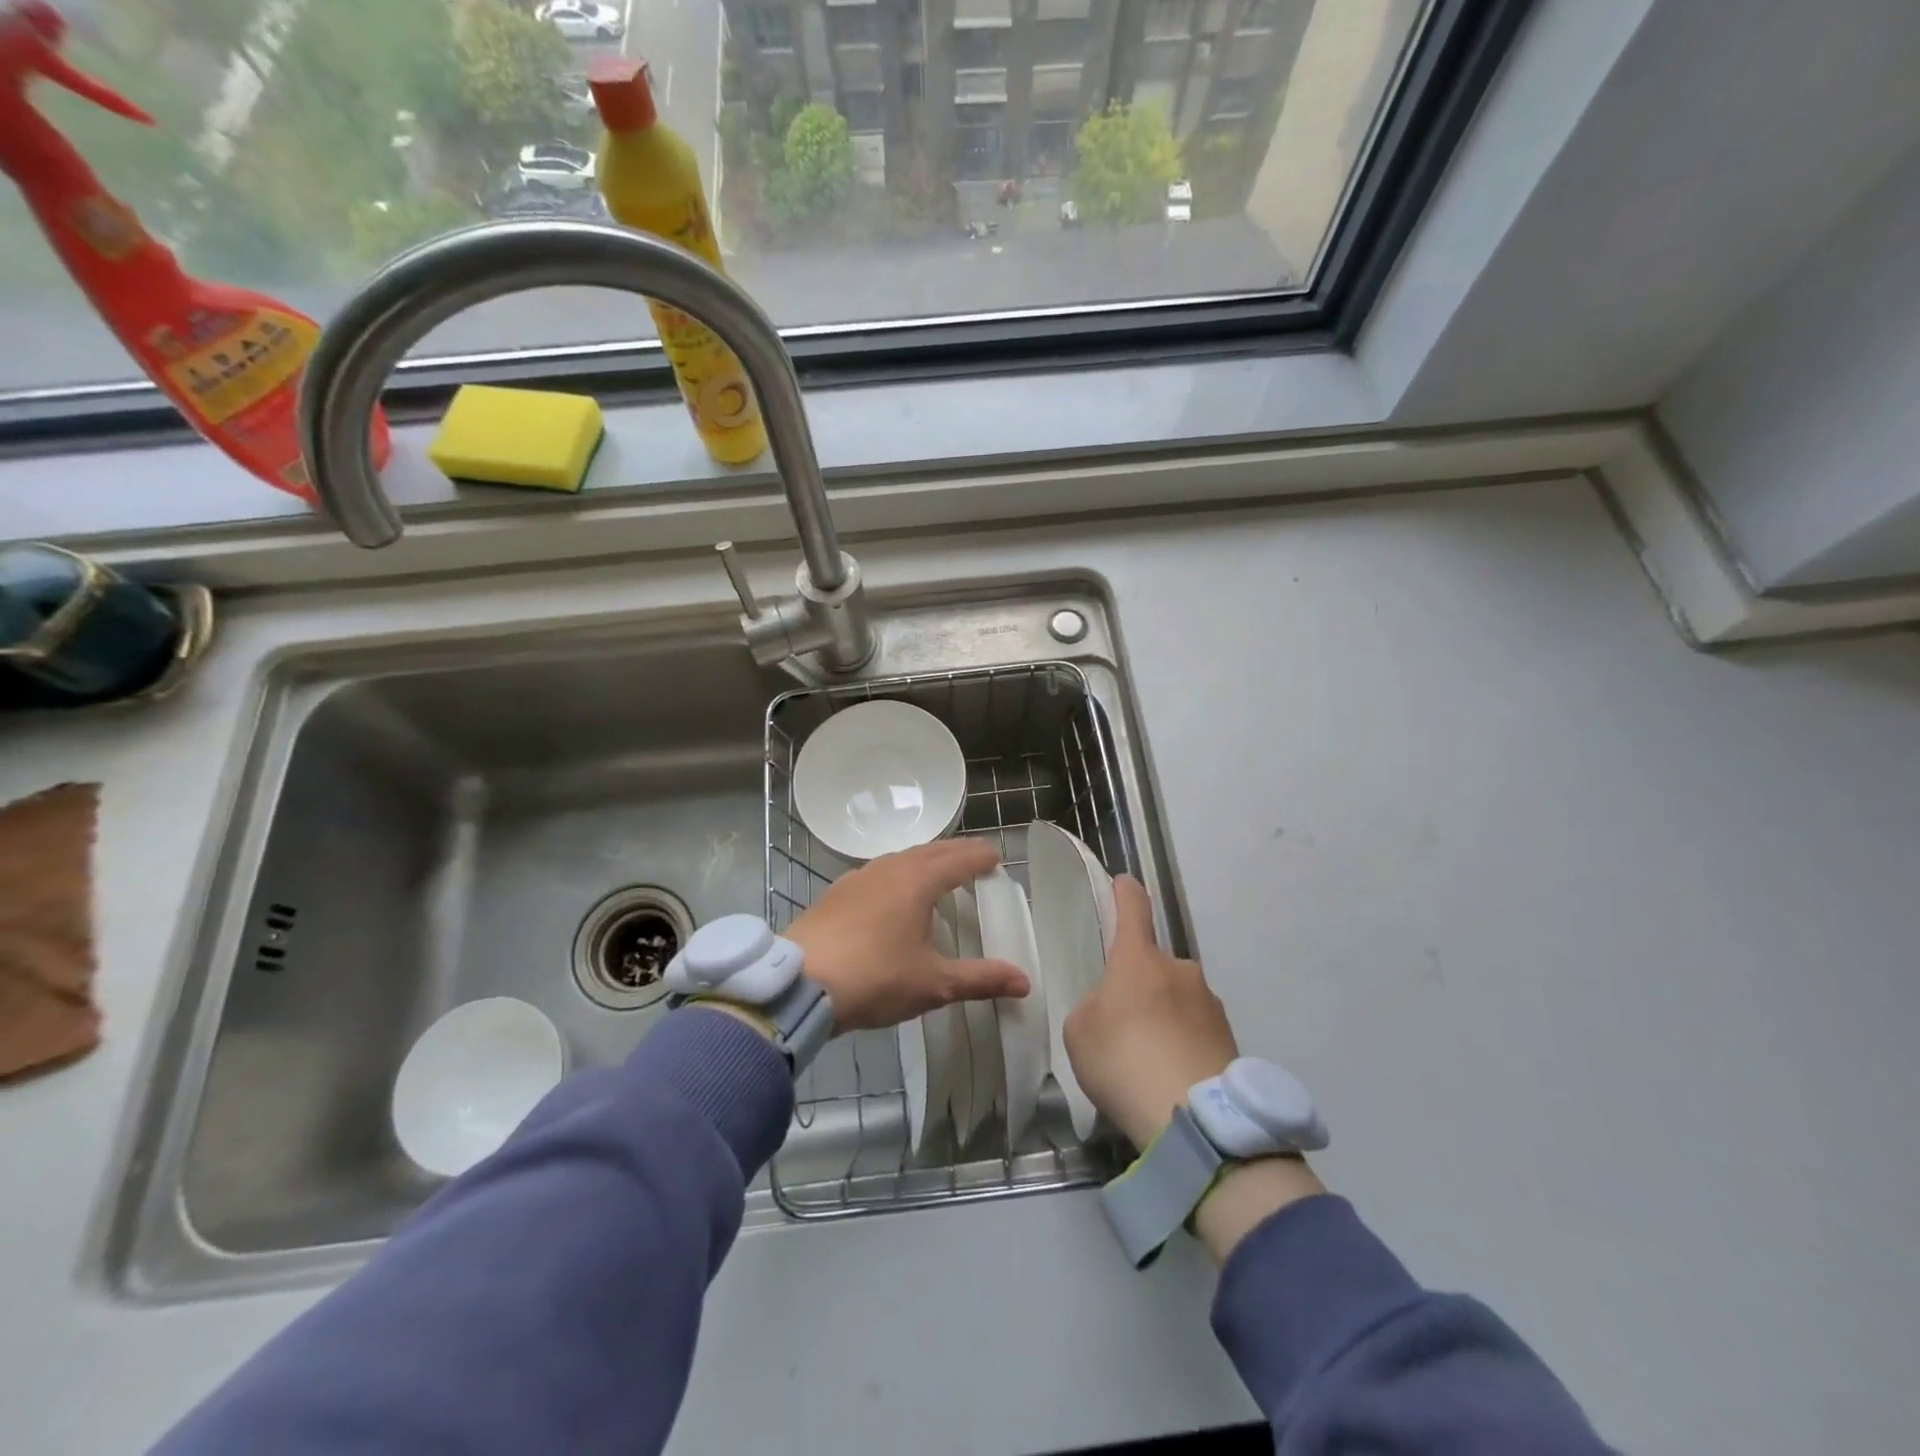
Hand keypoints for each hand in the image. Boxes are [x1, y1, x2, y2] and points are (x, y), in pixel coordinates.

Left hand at [787, 838, 1028, 1032]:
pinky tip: (893, 895)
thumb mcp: (932, 984)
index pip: (960, 858)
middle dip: (956, 852)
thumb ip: (980, 979)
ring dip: (925, 860)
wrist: (799, 984)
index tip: (996, 859)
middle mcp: (889, 868)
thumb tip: (1024, 982)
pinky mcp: (836, 892)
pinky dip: (898, 874)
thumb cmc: (874, 978)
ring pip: (901, 858)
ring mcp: (858, 877)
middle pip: (931, 850)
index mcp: (918, 881)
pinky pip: (878, 872)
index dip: (981, 858)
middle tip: (975, 860)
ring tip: (938, 874)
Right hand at [1062, 876, 1237, 1148]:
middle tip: (1122, 1026)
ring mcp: (1210, 1003)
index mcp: (1138, 959)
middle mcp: (1179, 970)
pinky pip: (1196, 1032)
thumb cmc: (1123, 1059)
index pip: (1133, 909)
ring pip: (1178, 999)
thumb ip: (1094, 1008)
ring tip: (1149, 1062)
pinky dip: (1183, 1045)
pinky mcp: (1231, 1039)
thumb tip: (1116, 1009)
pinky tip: (1171, 1078)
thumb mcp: (1080, 1031)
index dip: (1125, 893)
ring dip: (1164, 1017)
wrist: (1193, 1118)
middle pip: (1154, 966)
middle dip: (1140, 986)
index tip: (1123, 883)